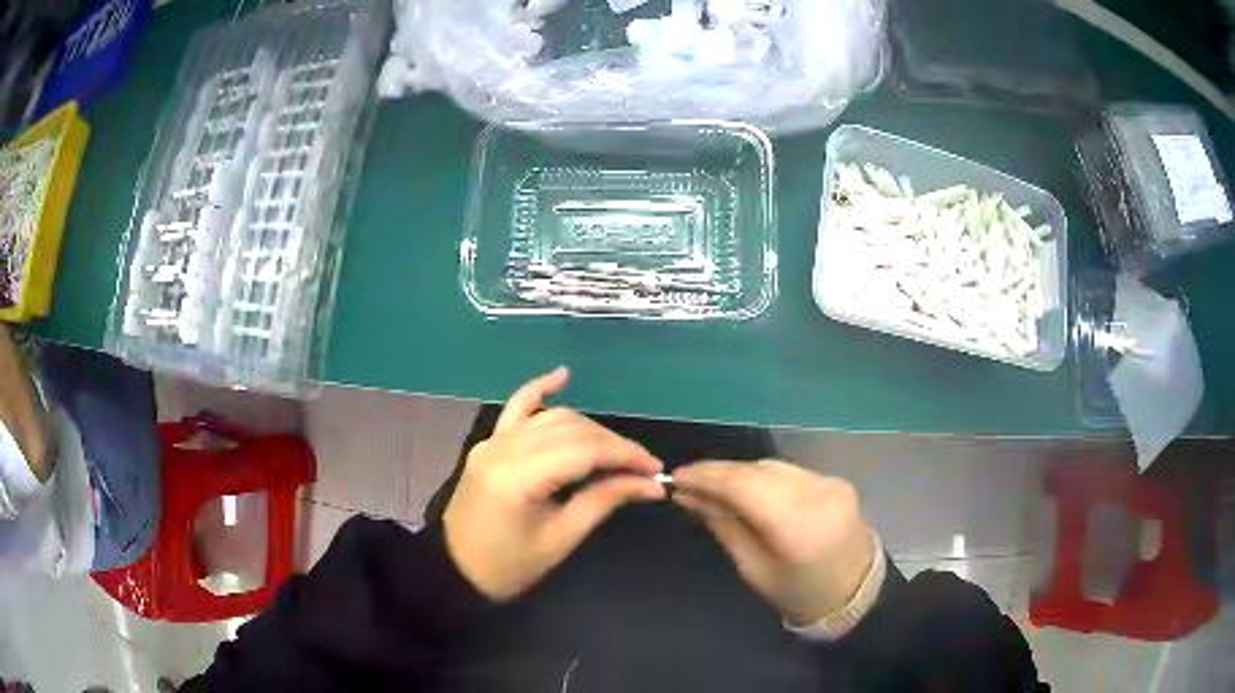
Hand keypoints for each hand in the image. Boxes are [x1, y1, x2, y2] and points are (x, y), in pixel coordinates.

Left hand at [443, 368, 665, 600]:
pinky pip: (516, 408)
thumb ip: (603, 501)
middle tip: (642, 469)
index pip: (584, 450)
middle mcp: (503, 448)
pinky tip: (563, 376)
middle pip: (571, 429)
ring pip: (552, 419)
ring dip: (589, 430)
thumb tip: (650, 485)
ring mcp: (492, 441)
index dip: (625, 455)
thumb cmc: (509, 566)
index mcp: (518, 478)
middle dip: (613, 444)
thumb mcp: (560, 539)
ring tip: (617, 453)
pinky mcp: (489, 443)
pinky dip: (540, 390)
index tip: (655, 470)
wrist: (455, 570)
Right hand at [672, 460, 875, 625]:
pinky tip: (743, 488)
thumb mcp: (753, 569)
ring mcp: (829, 483)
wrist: (855, 594)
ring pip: (771, 466)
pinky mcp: (834, 481)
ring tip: (709, 486)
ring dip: (738, 473)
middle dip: (718, 472)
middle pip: (757, 470)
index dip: (706, 477)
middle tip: (686, 482)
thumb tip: (689, 497)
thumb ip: (724, 527)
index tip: (675, 478)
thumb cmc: (798, 593)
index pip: (744, 486)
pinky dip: (760, 476)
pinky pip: (788, 471)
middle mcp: (816, 494)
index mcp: (797, 525)